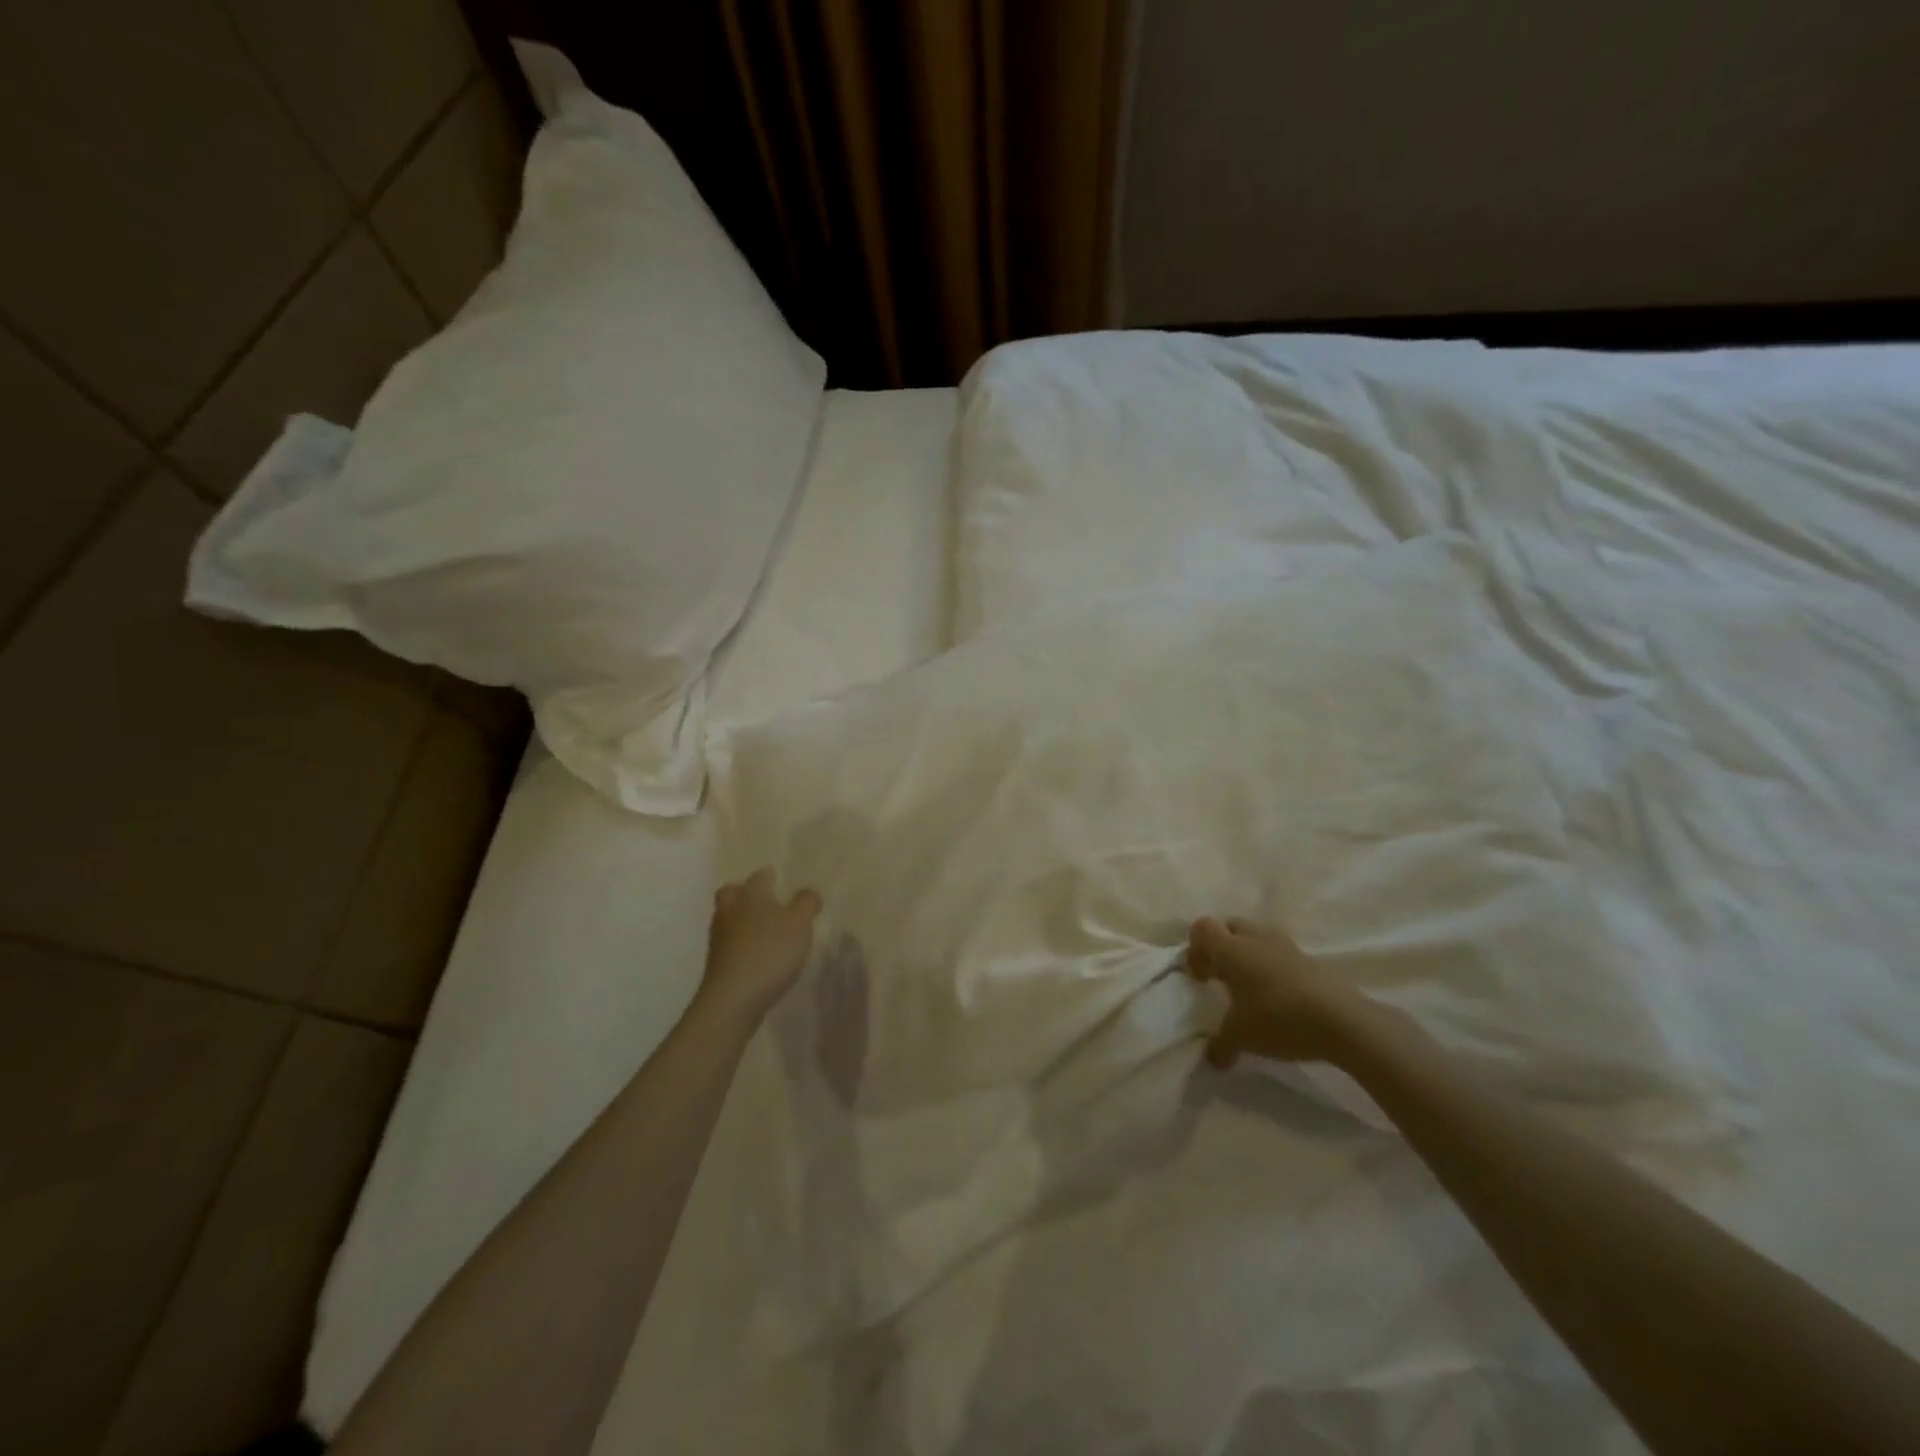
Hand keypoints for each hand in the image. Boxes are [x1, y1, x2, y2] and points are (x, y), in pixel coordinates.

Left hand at [697, 868, 821, 1023]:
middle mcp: (730, 910)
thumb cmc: (770, 951)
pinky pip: (729, 943)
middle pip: (732, 893)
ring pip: (728, 917)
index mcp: (751, 895)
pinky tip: (756, 952)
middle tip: (762, 898)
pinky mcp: (717, 963)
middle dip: (744, 892)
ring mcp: (719, 938)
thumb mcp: (800, 923)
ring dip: (741, 918)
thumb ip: (807, 903)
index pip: (759, 877)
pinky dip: (740, 942)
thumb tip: (808, 893)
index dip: (769, 876)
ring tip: (762, 927)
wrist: (733, 998)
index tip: (776, 876)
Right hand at [1185, 917, 1371, 1067]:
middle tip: (1223, 979)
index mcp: (1232, 949)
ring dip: (1250, 956)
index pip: (1203, 927)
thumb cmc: (1279, 1019)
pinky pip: (1282, 954)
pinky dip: (1275, 968)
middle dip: (1222, 948)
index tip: (1201, 978)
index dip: (1195, 949)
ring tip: (1252, 989)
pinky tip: (1280, 998)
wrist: (1343, 1021)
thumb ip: (1220, 1045)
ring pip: (1258, 937)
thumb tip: (1212, 1058)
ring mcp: (1287, 946)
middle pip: (1230, 927)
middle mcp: (1257, 938)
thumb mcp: (1241, 1038)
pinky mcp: (1311, 960)